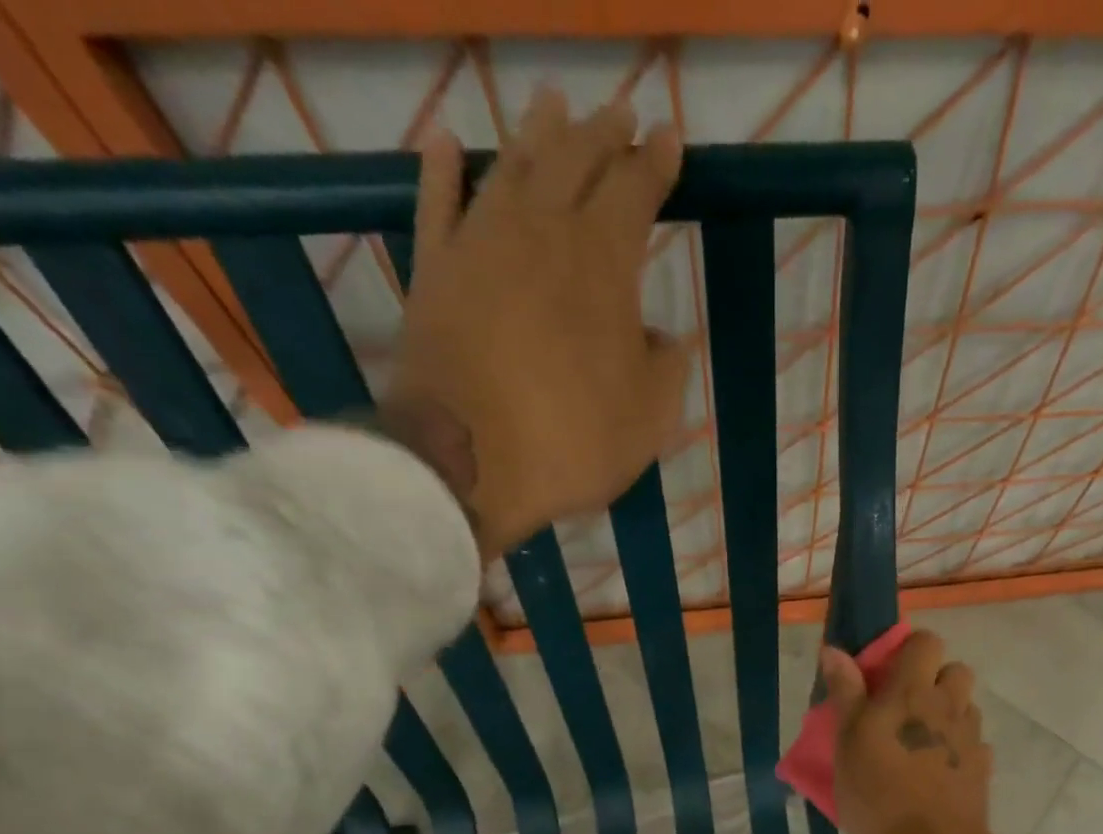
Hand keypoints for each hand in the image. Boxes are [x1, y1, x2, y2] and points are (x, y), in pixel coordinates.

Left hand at [380, 89, 689, 558]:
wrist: (466, 460)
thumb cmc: (572, 440)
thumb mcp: (649, 419)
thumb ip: (665, 368)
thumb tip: (660, 338)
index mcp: (603, 262)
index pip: (635, 192)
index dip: (656, 163)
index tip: (669, 138)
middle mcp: (541, 232)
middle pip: (575, 162)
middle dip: (603, 135)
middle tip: (620, 114)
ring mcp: (479, 244)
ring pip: (510, 167)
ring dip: (537, 134)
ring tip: (553, 105)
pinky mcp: (433, 270)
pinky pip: (436, 203)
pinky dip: (441, 170)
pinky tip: (445, 143)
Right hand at [820, 632, 1019, 833]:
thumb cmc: (878, 794)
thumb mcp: (847, 743)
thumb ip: (845, 693)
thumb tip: (834, 650)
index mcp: (914, 692)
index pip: (925, 642)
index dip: (908, 650)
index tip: (885, 674)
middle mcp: (949, 705)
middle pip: (956, 670)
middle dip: (935, 679)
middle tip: (905, 707)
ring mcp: (971, 737)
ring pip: (966, 707)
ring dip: (947, 713)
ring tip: (920, 741)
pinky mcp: (983, 768)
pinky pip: (974, 743)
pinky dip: (958, 748)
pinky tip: (938, 771)